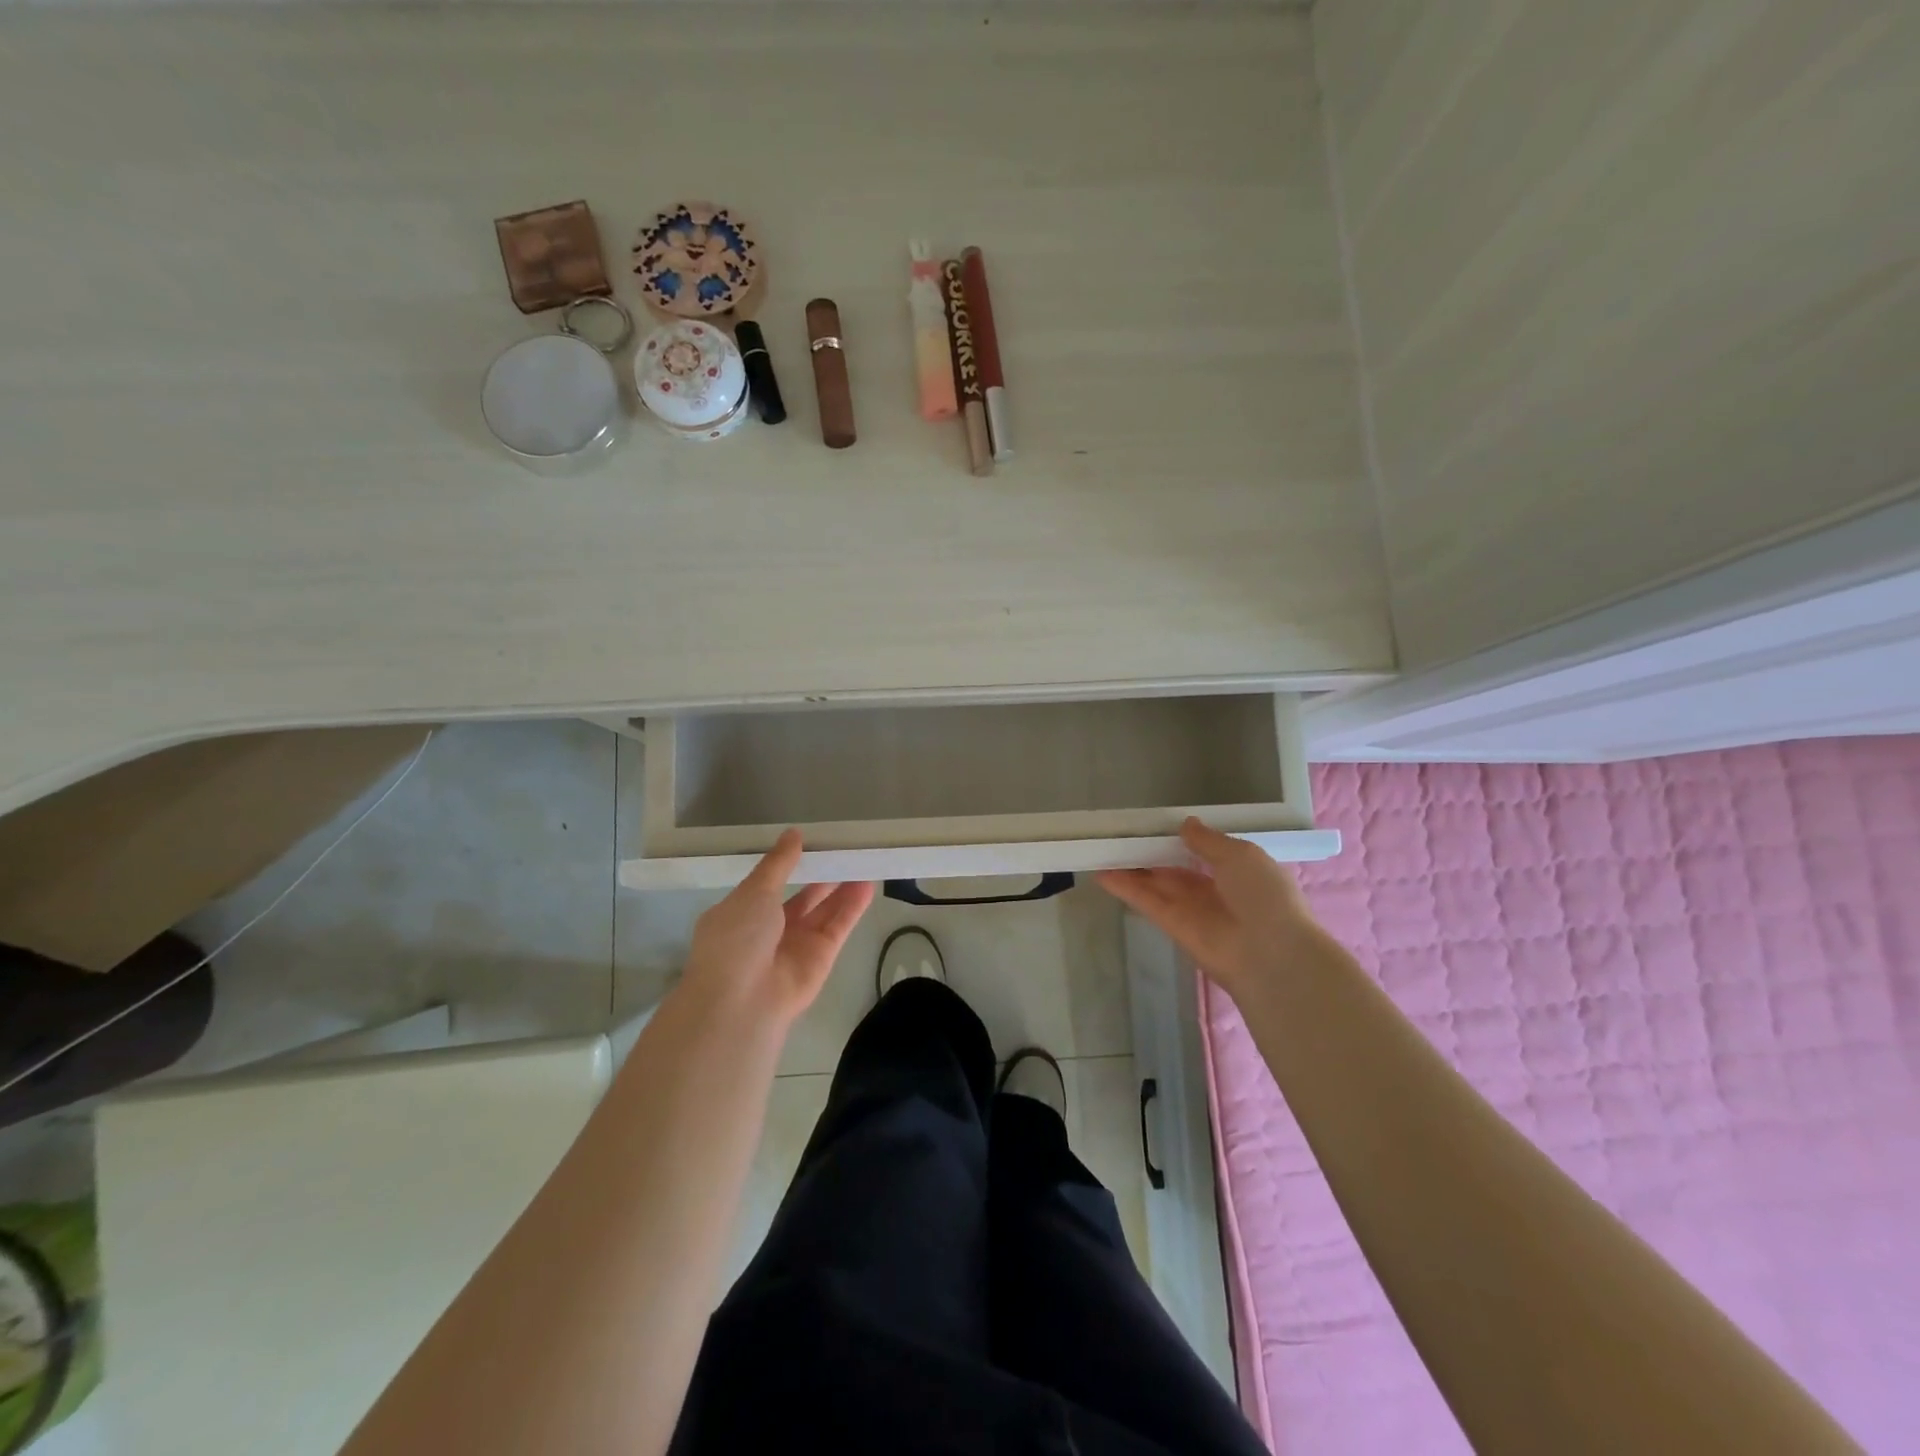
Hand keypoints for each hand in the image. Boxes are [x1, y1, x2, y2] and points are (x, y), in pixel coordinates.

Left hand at [680, 830, 874, 1030]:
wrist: (743, 1003)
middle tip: (843, 848)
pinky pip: (839, 926)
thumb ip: (778, 864)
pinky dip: (852, 906)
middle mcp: (770, 929)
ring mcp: (797, 944)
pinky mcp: (822, 957)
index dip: (788, 863)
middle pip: (801, 897)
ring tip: (862, 859)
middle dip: (820, 874)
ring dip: (841, 888)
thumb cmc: (736, 939)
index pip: (768, 883)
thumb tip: (793, 834)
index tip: (810, 840)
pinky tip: (867, 884)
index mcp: (742, 913)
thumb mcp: (754, 892)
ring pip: (824, 910)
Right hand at [1097, 817, 1320, 997]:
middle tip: (1122, 836)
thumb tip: (1186, 824)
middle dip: (1152, 854)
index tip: (1156, 826)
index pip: (1205, 853)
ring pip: (1157, 884)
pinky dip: (1126, 889)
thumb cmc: (1264, 896)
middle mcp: (1215, 890)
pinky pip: (1148, 902)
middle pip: (1176, 869)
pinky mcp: (1174, 927)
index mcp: (1239, 871)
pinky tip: (1103, 874)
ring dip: (1132, 869)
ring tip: (1103, 850)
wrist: (1271, 954)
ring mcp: (1193, 910)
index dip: (1181, 840)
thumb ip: (1208, 840)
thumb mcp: (1241, 855)